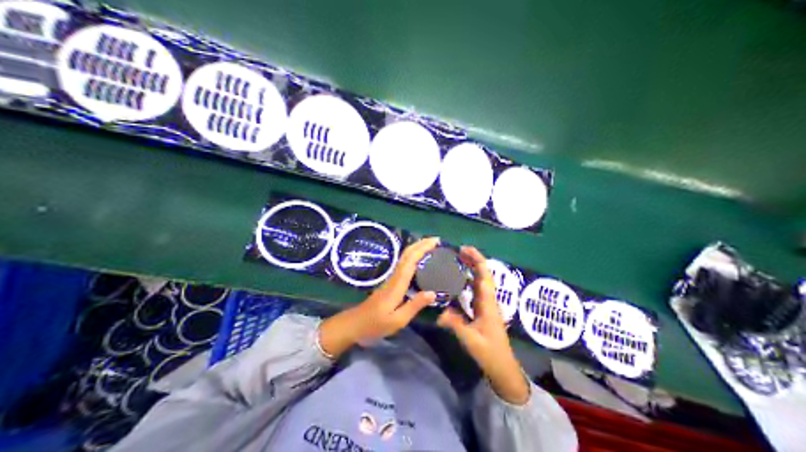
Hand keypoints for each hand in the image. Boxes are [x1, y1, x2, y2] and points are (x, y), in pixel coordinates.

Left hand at [317, 238, 439, 357]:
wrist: (354, 325)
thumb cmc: (375, 324)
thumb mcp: (398, 320)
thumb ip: (415, 305)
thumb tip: (433, 293)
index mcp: (397, 285)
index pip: (411, 261)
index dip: (423, 248)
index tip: (436, 241)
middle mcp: (394, 278)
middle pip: (407, 255)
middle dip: (421, 244)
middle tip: (436, 240)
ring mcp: (390, 280)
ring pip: (404, 258)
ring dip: (417, 249)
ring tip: (431, 247)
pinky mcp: (389, 284)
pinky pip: (403, 265)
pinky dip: (413, 258)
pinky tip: (419, 262)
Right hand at [438, 246, 533, 405]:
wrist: (502, 367)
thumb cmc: (489, 353)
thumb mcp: (471, 339)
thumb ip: (455, 324)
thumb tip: (439, 312)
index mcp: (488, 303)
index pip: (484, 275)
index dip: (477, 260)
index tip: (464, 250)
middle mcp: (489, 300)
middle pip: (483, 275)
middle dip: (473, 260)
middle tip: (457, 251)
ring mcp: (487, 306)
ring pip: (480, 282)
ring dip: (471, 269)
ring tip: (456, 261)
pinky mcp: (483, 311)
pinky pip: (476, 291)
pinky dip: (469, 281)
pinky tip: (458, 282)